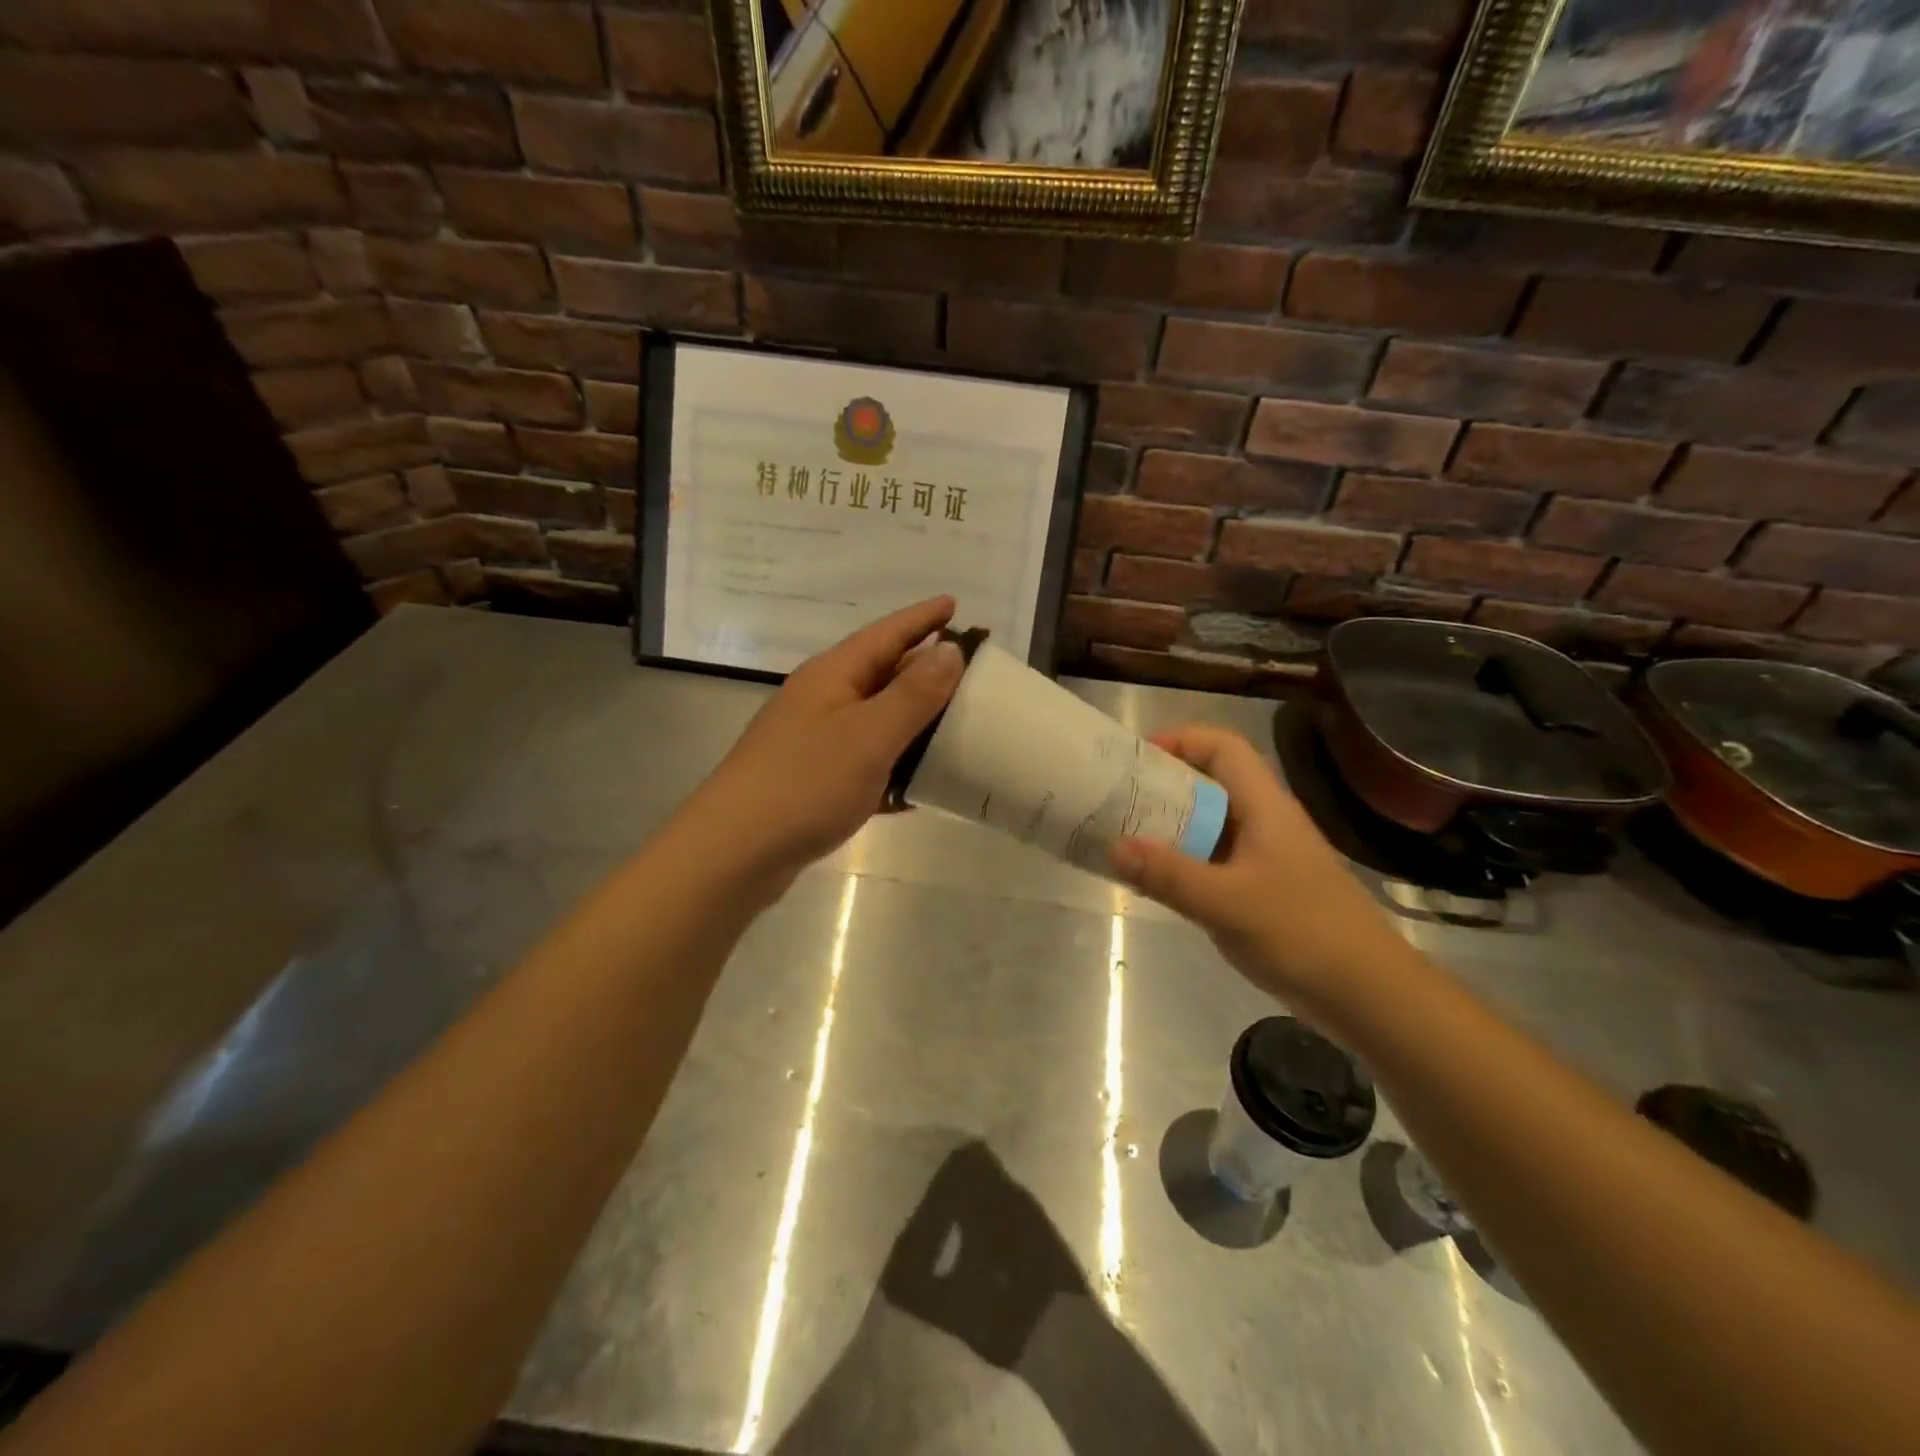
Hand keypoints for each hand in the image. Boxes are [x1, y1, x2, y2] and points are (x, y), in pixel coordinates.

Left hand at [688, 597, 964, 884]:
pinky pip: (866, 764)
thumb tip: (950, 651)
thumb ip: (913, 694)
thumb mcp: (870, 735)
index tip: (956, 604)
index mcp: (833, 676)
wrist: (734, 853)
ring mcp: (815, 742)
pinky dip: (894, 768)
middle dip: (925, 670)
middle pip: (882, 674)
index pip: (886, 634)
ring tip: (958, 726)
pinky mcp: (814, 782)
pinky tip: (921, 787)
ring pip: (876, 721)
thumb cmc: (805, 783)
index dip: (922, 618)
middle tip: (972, 671)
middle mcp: (822, 700)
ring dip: (914, 723)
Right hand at [1107, 724, 1413, 1011]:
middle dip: (1163, 785)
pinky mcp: (1263, 889)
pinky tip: (1155, 880)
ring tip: (1123, 836)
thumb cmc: (1303, 934)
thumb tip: (1112, 846)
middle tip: (1117, 800)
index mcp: (1265, 807)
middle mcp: (1265, 822)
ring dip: (1170, 825)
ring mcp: (1265, 857)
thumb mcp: (1227, 904)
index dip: (1181, 740)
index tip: (1137, 758)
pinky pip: (1213, 860)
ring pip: (1210, 823)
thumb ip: (1168, 875)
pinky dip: (1183, 860)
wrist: (1369, 995)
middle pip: (1211, 782)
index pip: (1224, 747)